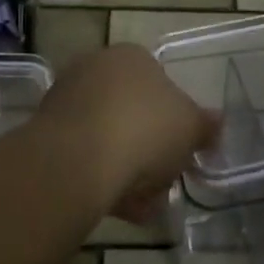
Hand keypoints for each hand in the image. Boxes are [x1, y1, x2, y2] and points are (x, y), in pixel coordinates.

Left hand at [37, 45, 219, 224]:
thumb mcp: (191, 127)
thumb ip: (205, 125)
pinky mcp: (46, 133)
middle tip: (163, 183)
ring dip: (127, 170)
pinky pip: (84, 156)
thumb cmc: (144, 129)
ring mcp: (68, 99)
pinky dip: (101, 178)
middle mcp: (96, 67)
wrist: (77, 160)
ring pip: (108, 137)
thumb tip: (216, 122)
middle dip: (150, 150)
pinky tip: (117, 206)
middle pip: (133, 113)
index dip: (175, 122)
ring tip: (143, 205)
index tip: (181, 153)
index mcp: (132, 56)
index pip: (160, 83)